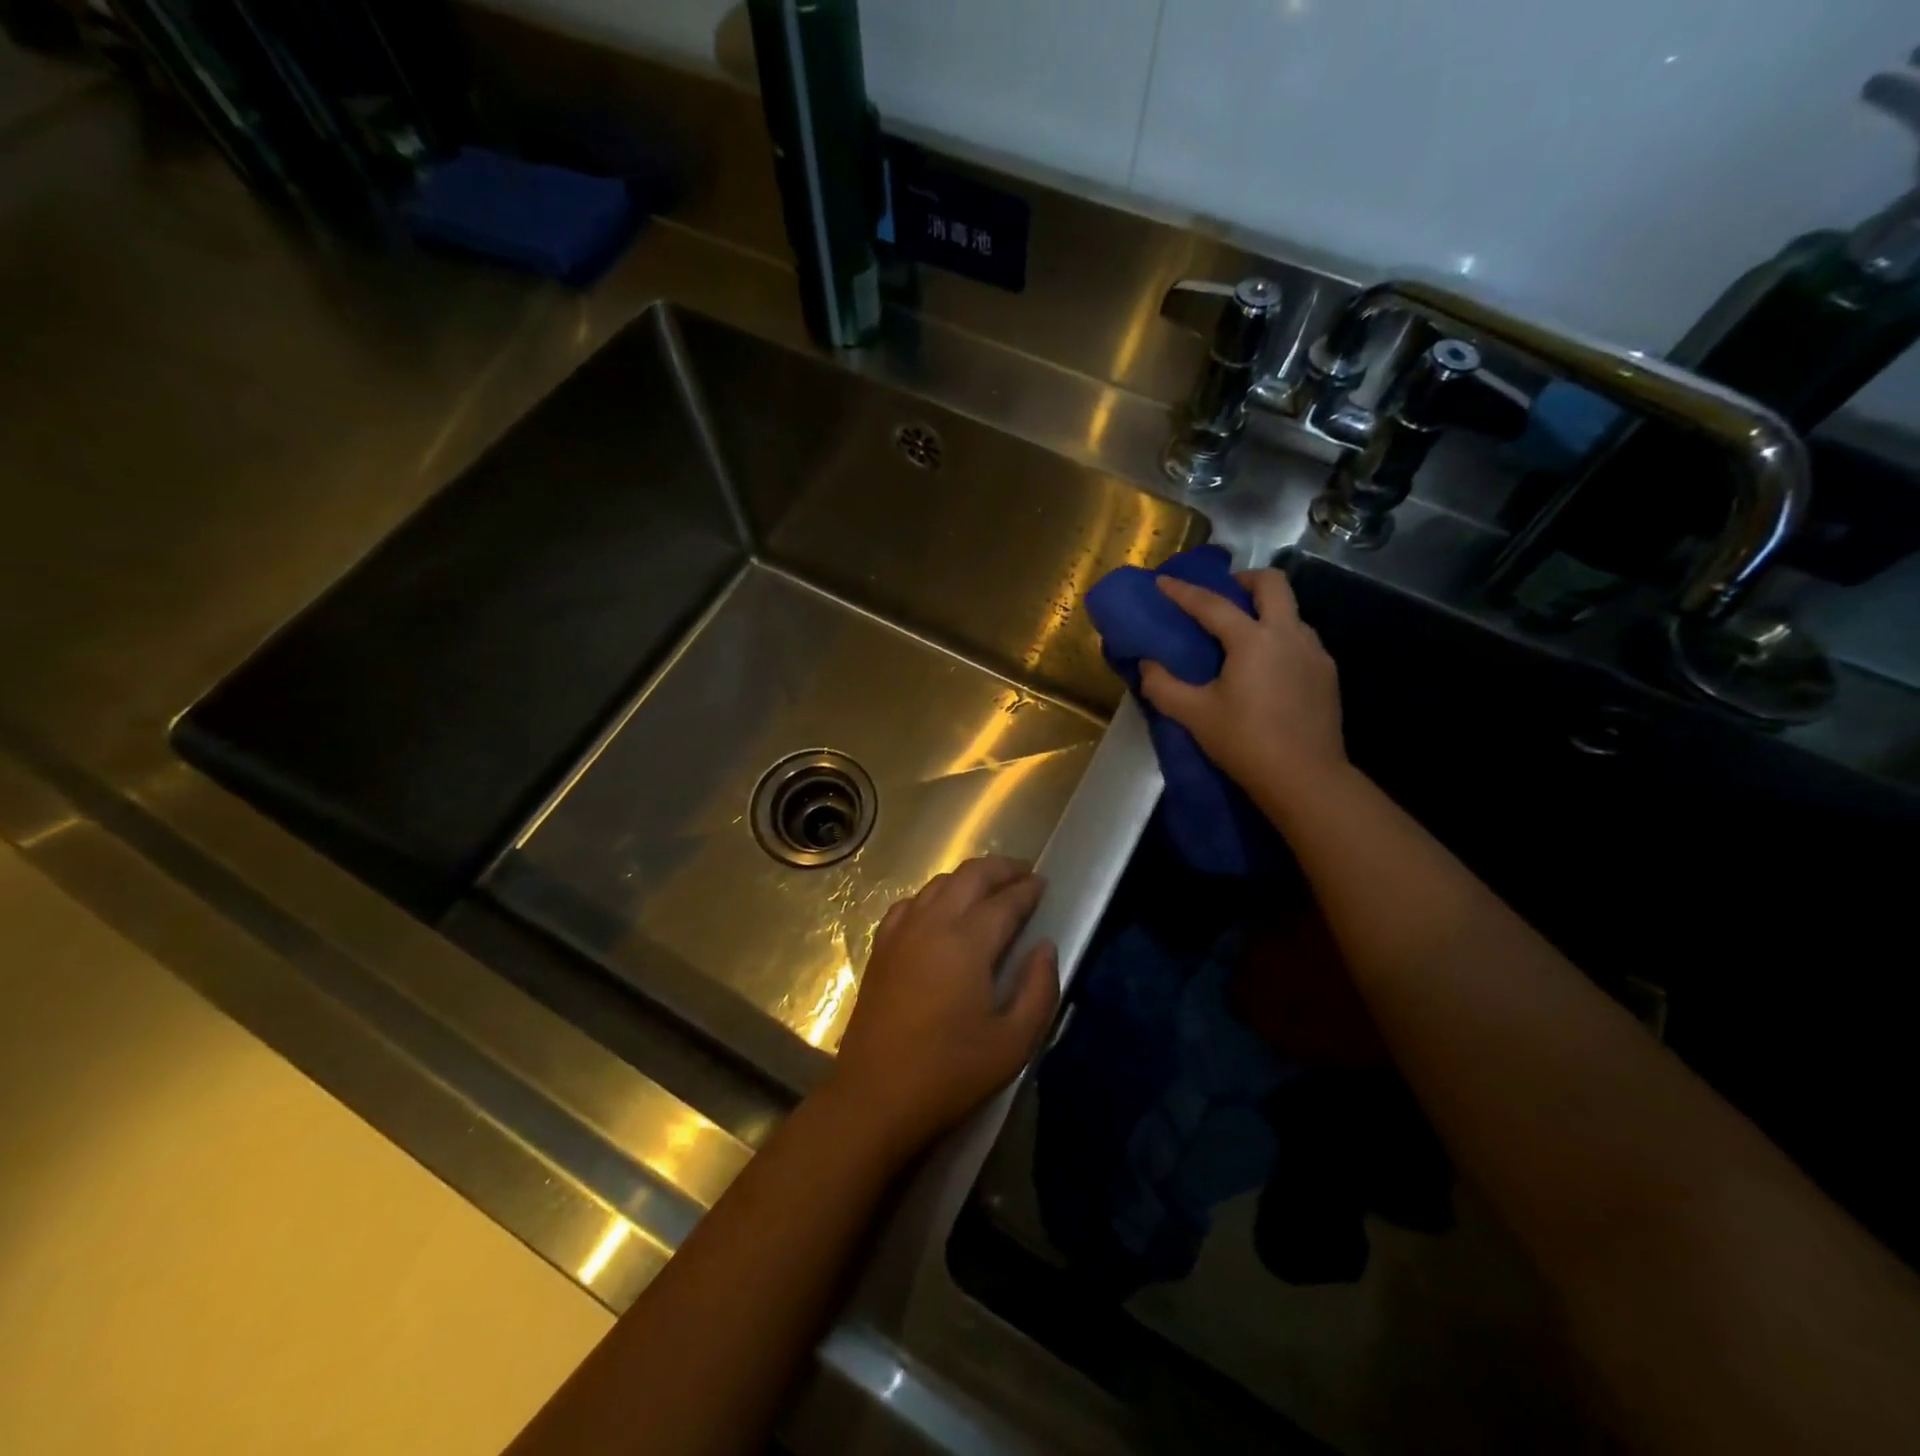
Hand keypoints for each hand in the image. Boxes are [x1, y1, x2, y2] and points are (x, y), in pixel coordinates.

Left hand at [828, 857, 1059, 1158]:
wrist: (875, 1097)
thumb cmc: (950, 1073)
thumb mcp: (1013, 1043)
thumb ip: (1039, 990)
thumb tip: (1045, 947)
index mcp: (967, 942)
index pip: (1005, 901)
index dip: (1028, 889)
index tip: (1044, 884)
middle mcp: (932, 924)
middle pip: (970, 876)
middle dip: (1001, 868)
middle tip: (1024, 874)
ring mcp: (901, 932)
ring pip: (938, 883)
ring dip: (969, 878)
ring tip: (990, 889)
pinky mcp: (881, 948)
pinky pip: (911, 903)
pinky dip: (934, 895)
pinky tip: (942, 911)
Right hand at [1139, 568, 1346, 810]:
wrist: (1305, 778)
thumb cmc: (1245, 742)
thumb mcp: (1194, 716)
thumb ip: (1163, 686)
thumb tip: (1147, 665)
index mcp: (1253, 640)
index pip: (1212, 604)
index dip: (1183, 591)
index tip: (1162, 581)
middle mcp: (1288, 634)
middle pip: (1272, 583)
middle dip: (1243, 580)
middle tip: (1221, 596)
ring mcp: (1314, 652)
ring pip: (1291, 611)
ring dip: (1265, 610)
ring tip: (1242, 636)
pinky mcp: (1327, 673)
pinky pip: (1301, 639)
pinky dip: (1279, 638)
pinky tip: (1266, 668)